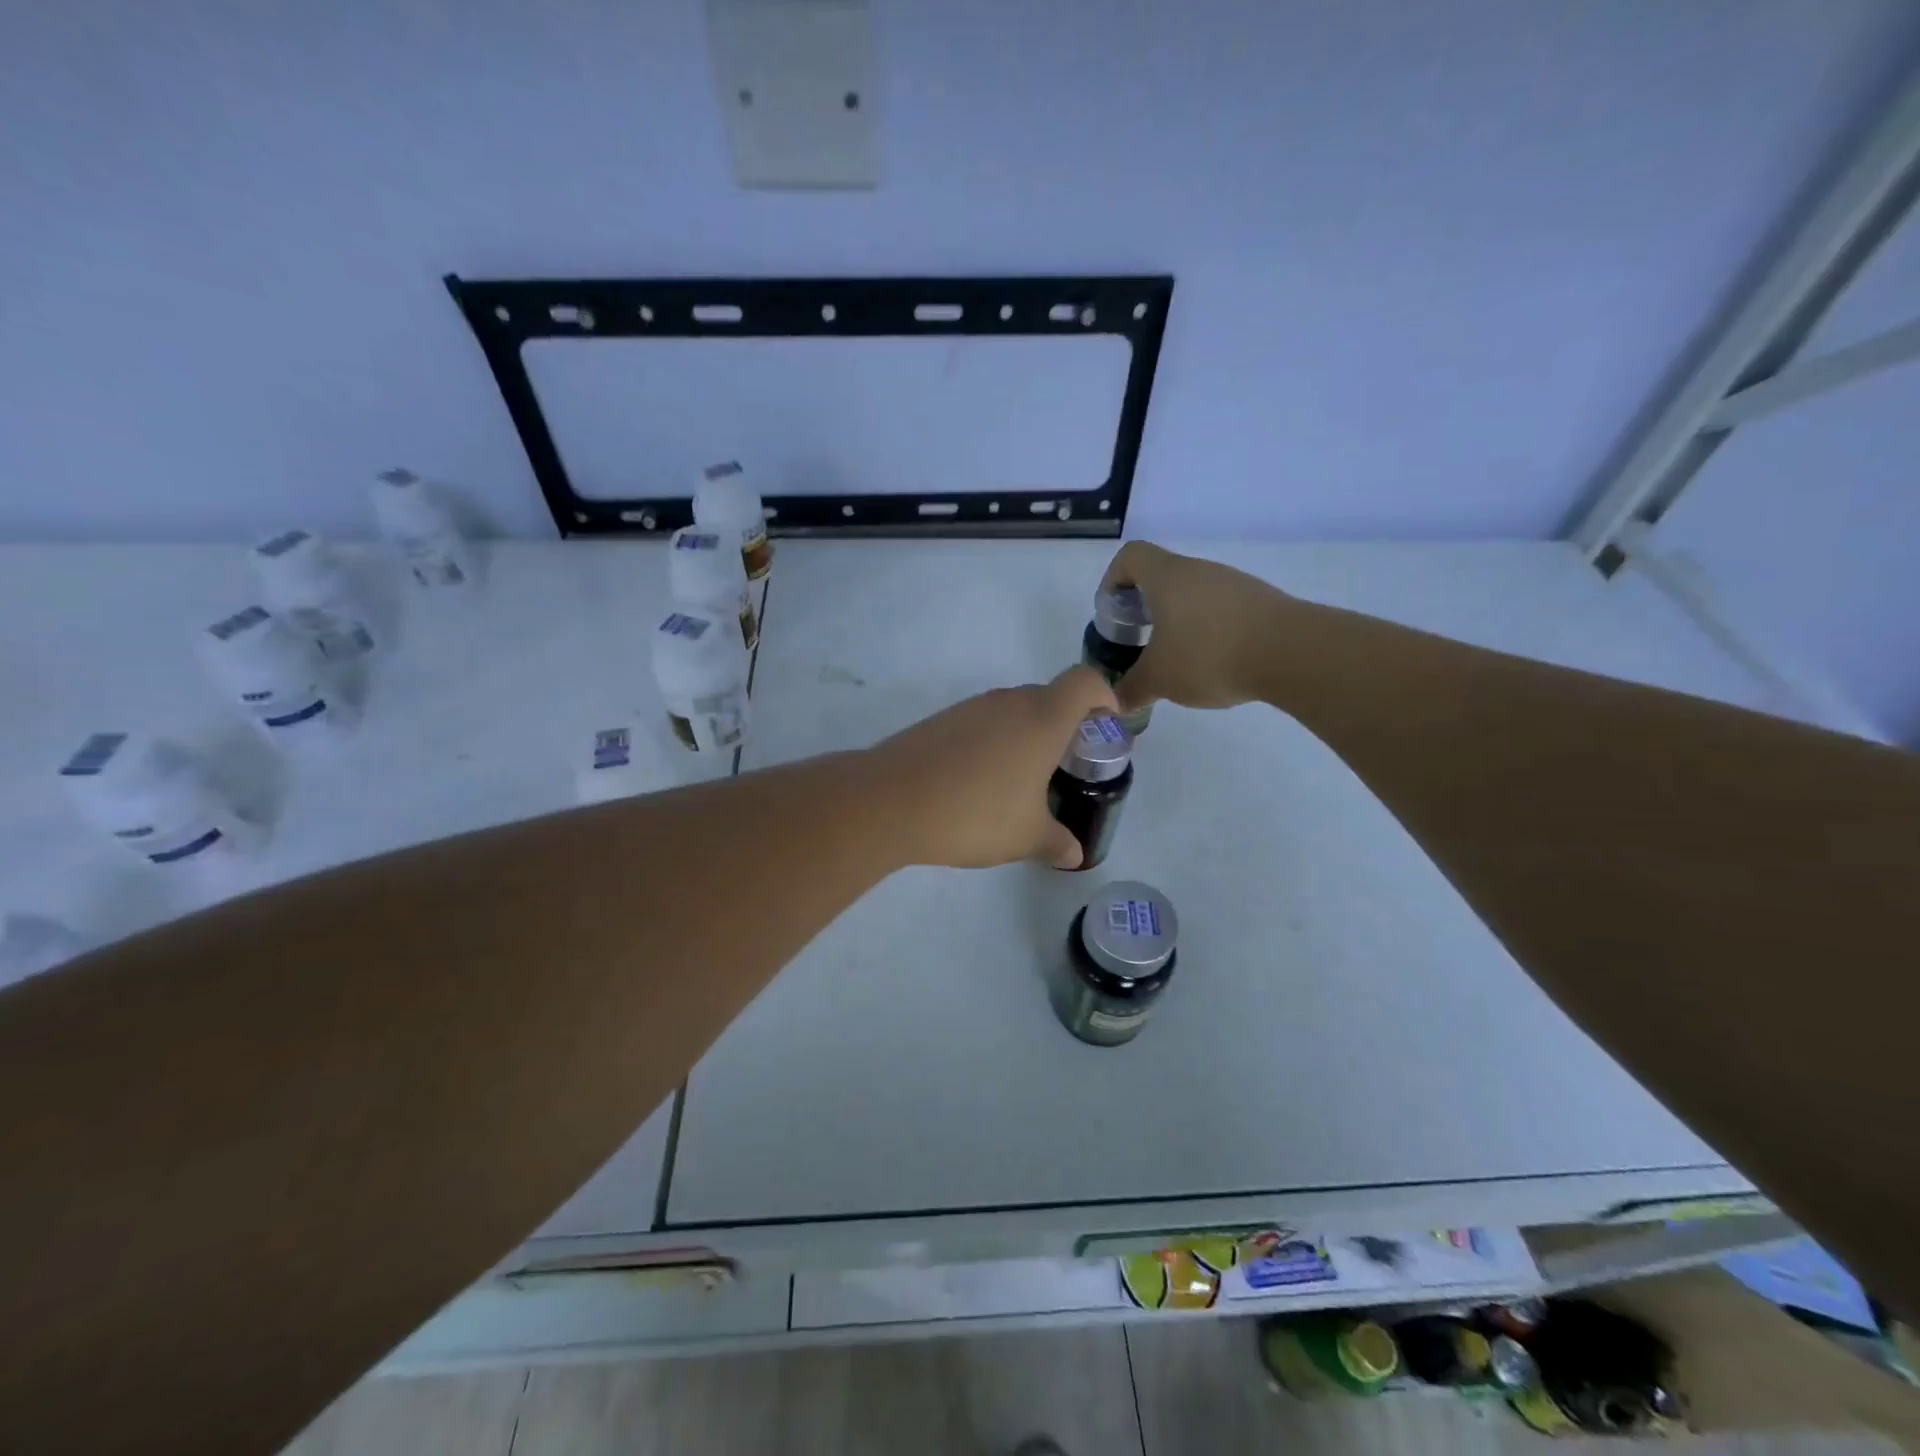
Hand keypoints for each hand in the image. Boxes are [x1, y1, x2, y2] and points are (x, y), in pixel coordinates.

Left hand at [869, 667, 1119, 868]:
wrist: (890, 801)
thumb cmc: (975, 813)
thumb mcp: (1025, 836)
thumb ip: (1056, 842)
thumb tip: (1075, 854)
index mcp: (1042, 719)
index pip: (1085, 682)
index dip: (1104, 697)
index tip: (1106, 727)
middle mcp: (1008, 702)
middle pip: (1049, 696)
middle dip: (1065, 724)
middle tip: (1065, 764)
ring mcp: (970, 708)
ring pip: (1012, 710)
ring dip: (1025, 734)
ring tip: (1020, 780)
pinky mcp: (940, 720)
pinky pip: (980, 722)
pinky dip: (991, 742)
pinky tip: (978, 782)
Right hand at [1100, 541, 1294, 711]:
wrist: (1291, 652)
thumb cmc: (1209, 655)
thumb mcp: (1160, 679)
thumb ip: (1132, 688)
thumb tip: (1116, 701)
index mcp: (1167, 578)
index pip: (1130, 556)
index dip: (1113, 580)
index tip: (1113, 613)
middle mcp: (1199, 571)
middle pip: (1161, 576)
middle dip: (1144, 608)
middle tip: (1140, 642)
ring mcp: (1233, 583)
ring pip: (1192, 594)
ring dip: (1177, 620)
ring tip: (1177, 658)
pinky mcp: (1259, 601)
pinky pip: (1220, 608)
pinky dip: (1208, 629)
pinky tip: (1214, 662)